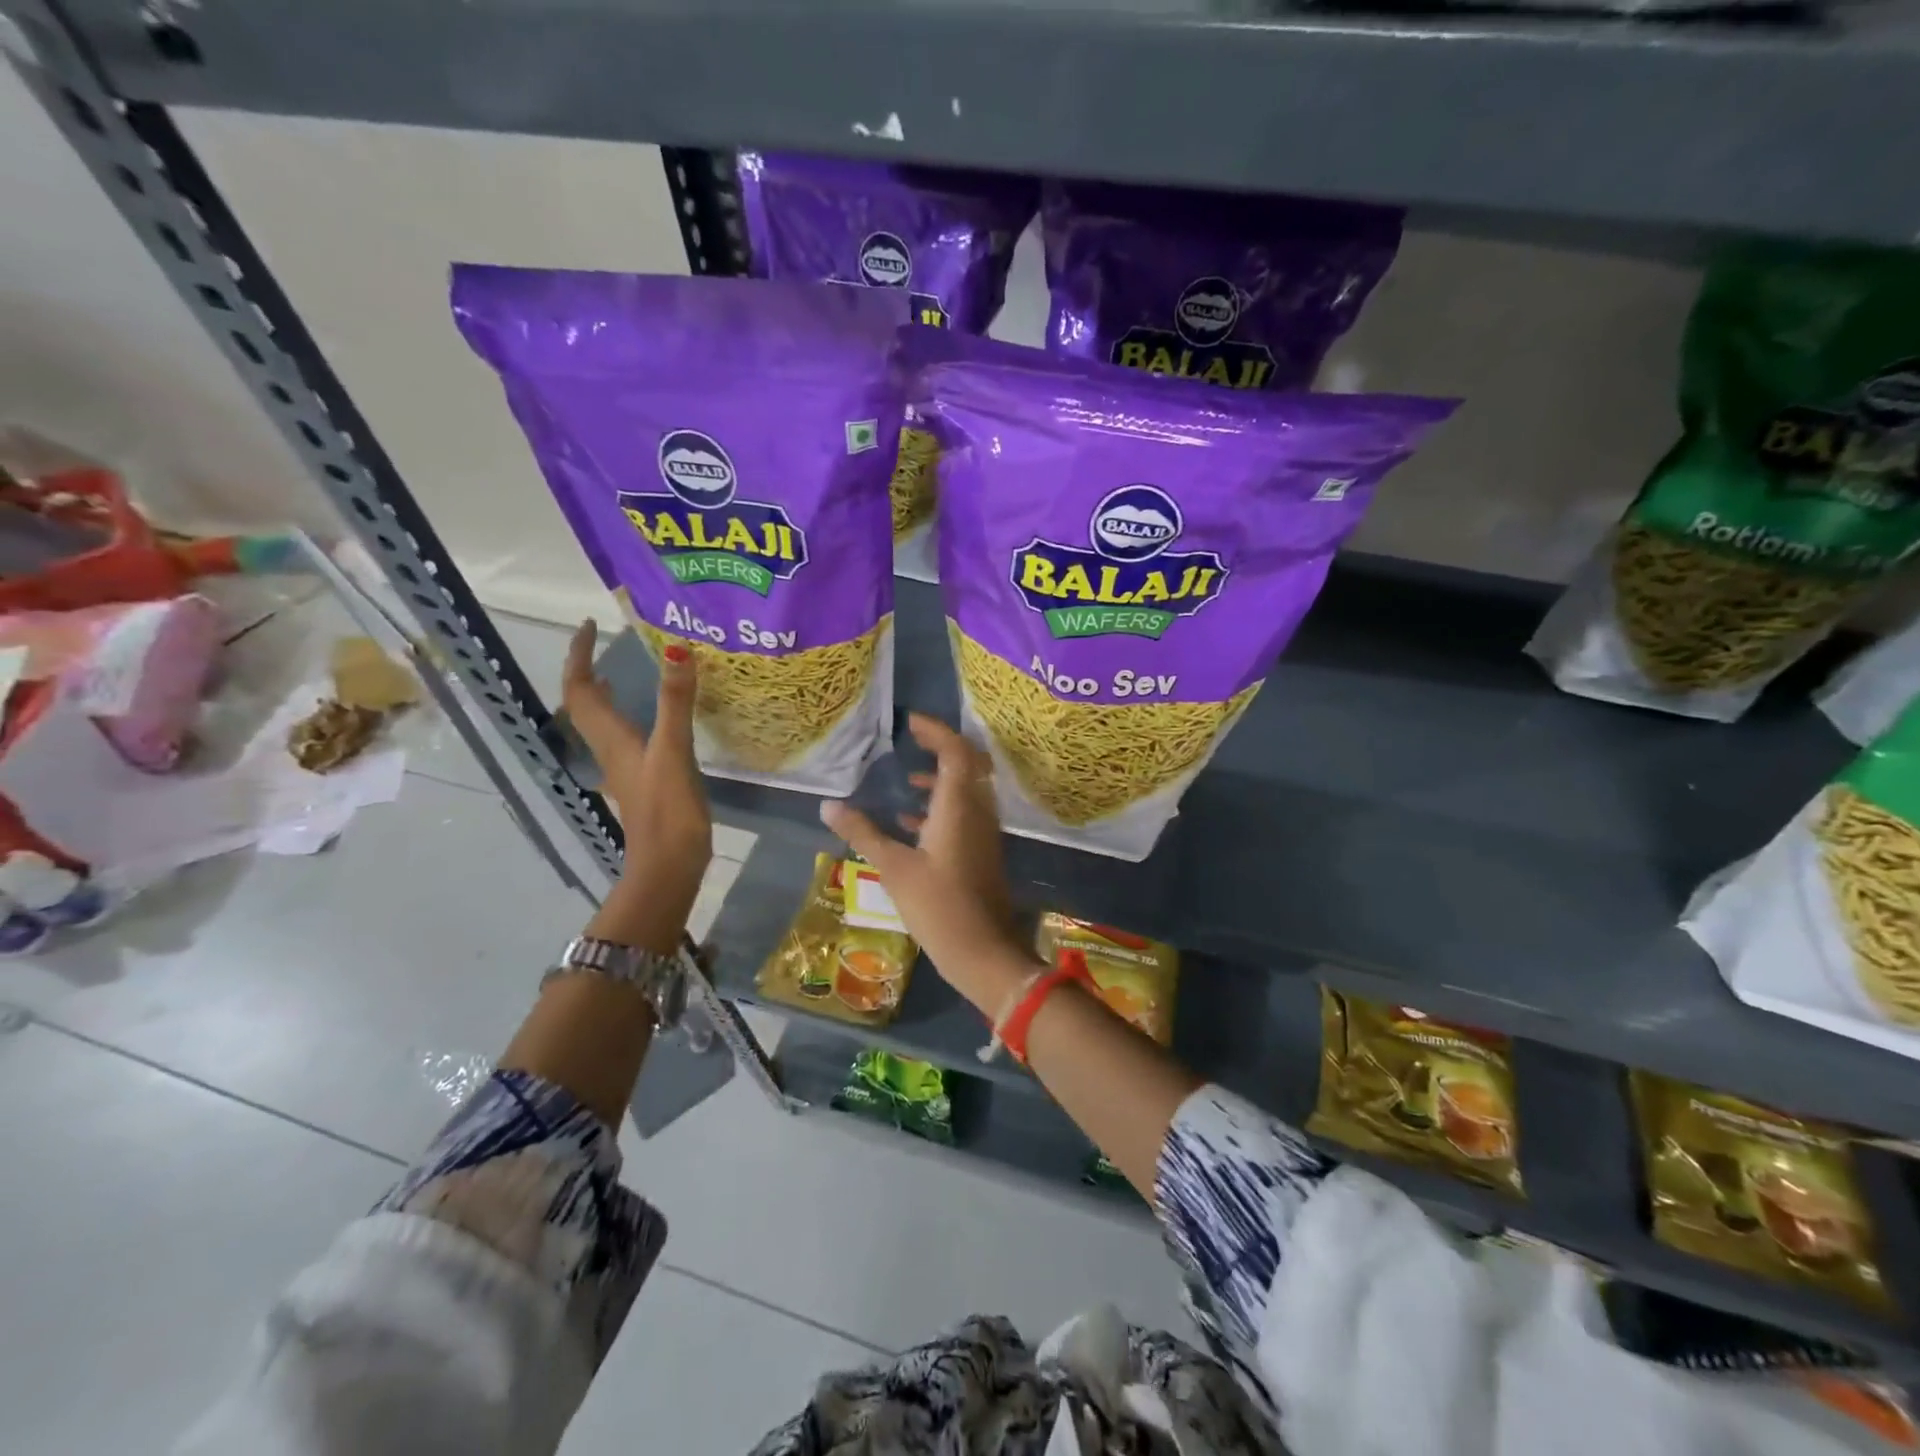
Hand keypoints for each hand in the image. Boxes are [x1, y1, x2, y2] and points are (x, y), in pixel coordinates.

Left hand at [564, 621, 711, 946]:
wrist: (669, 866)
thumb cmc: (668, 810)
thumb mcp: (674, 751)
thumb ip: (675, 702)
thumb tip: (676, 648)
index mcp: (611, 738)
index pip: (581, 689)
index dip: (579, 656)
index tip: (587, 625)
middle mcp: (610, 749)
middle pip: (584, 704)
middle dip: (588, 670)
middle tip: (603, 643)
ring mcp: (625, 768)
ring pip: (603, 723)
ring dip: (605, 694)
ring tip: (622, 672)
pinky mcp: (642, 782)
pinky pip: (625, 738)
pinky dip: (630, 717)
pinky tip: (651, 720)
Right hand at [820, 714, 1036, 1014]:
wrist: (984, 951)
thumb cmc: (938, 906)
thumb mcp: (894, 868)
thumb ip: (863, 833)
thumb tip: (828, 806)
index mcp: (959, 806)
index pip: (956, 751)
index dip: (936, 731)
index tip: (910, 722)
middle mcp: (977, 811)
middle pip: (968, 764)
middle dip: (942, 748)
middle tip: (913, 741)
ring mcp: (984, 832)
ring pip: (968, 790)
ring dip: (942, 780)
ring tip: (908, 780)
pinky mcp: (982, 852)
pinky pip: (965, 814)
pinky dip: (942, 807)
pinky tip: (912, 822)